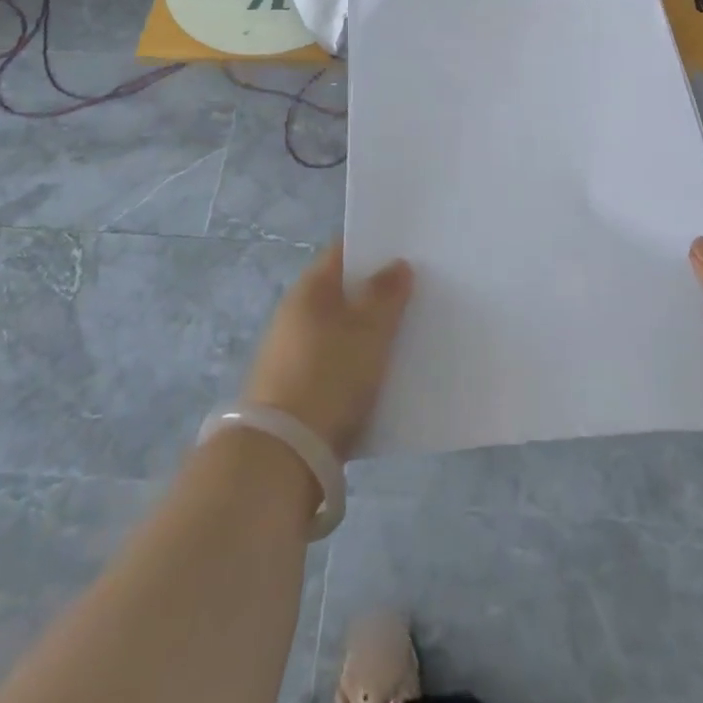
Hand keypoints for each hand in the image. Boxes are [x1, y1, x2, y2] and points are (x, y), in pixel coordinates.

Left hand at [243, 243, 413, 459]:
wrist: (283, 454)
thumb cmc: (329, 376)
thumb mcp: (368, 330)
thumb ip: (386, 294)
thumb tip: (397, 263)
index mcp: (310, 289)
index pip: (343, 252)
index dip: (375, 248)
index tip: (409, 252)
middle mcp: (296, 314)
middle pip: (343, 292)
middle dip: (378, 293)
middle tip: (419, 294)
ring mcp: (293, 354)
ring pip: (342, 331)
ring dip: (370, 331)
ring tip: (410, 335)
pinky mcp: (297, 391)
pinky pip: (337, 364)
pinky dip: (359, 364)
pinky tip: (386, 375)